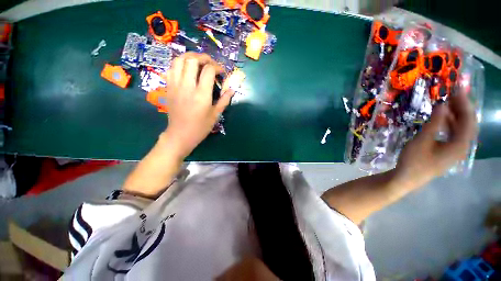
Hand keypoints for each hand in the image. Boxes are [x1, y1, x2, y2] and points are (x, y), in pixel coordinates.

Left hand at [161, 52, 234, 158]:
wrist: (180, 134)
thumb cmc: (200, 127)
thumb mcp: (215, 115)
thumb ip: (224, 100)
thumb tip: (232, 89)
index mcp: (201, 95)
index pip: (209, 70)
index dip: (217, 67)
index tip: (222, 72)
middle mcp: (187, 86)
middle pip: (192, 60)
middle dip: (204, 57)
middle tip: (211, 63)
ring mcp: (175, 85)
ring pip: (179, 60)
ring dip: (190, 57)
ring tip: (198, 61)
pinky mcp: (169, 87)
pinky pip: (171, 68)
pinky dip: (179, 63)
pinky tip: (186, 69)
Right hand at [395, 90, 476, 188]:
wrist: (407, 178)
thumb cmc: (414, 160)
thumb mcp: (422, 140)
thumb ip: (434, 123)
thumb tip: (443, 104)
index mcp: (460, 144)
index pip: (468, 119)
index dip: (464, 103)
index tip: (457, 89)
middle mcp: (462, 146)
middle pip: (468, 123)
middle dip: (462, 107)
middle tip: (453, 94)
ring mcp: (455, 150)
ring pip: (462, 129)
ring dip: (457, 115)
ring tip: (448, 103)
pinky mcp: (448, 152)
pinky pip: (455, 134)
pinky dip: (451, 124)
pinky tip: (443, 119)